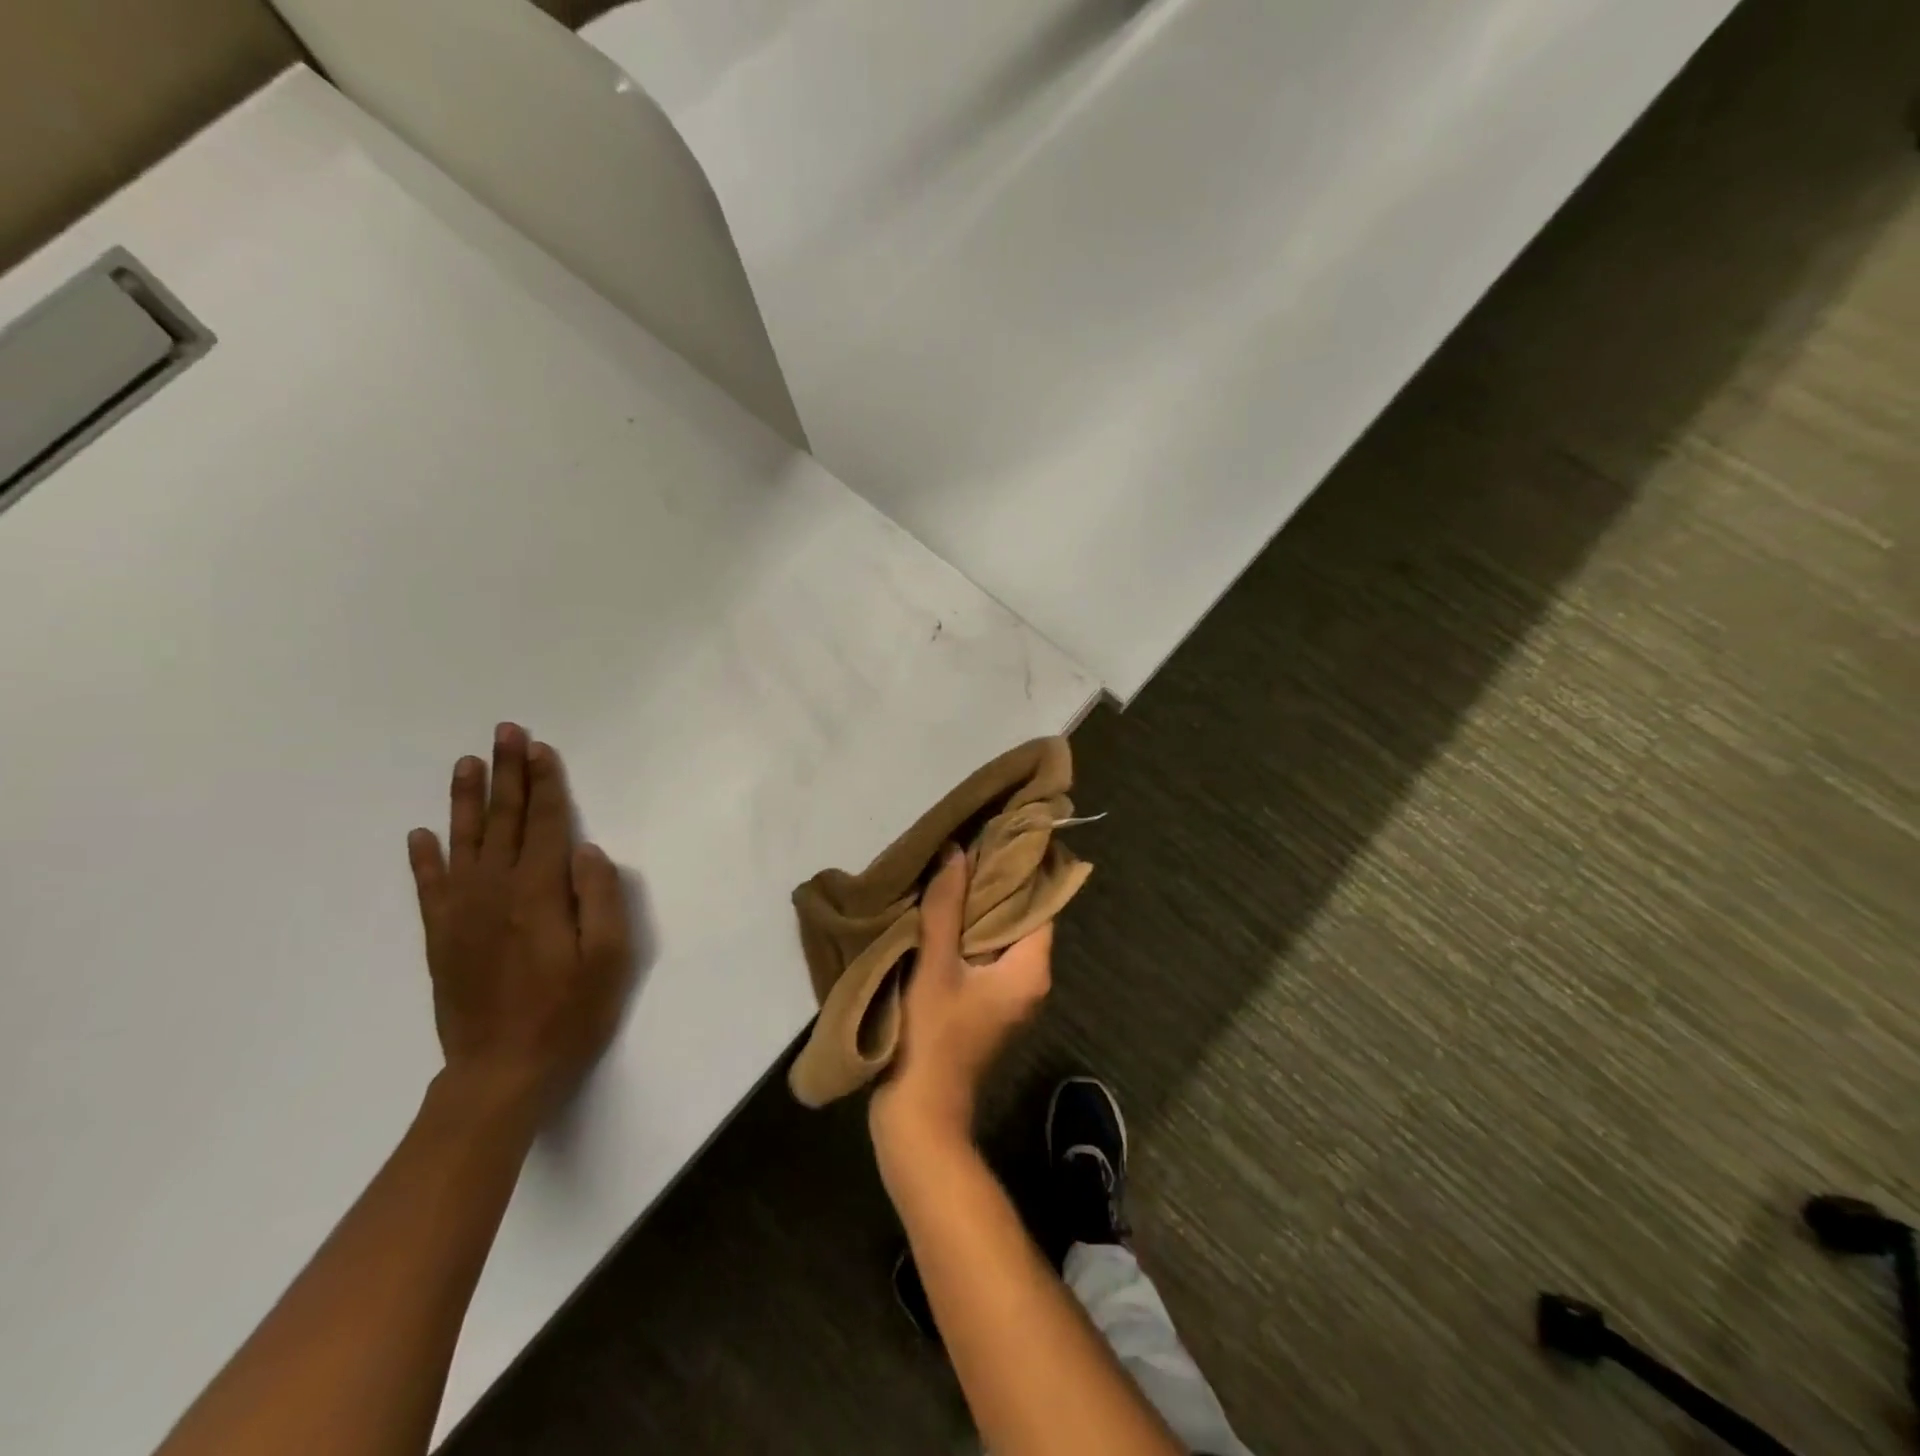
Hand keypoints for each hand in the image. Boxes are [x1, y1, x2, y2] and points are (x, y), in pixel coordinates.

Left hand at [406, 724, 632, 1115]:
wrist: (501, 1074)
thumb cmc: (569, 1015)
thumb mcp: (609, 959)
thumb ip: (600, 898)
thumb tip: (587, 850)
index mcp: (539, 894)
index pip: (544, 824)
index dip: (545, 784)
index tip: (540, 748)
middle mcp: (495, 893)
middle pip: (503, 821)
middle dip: (507, 774)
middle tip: (505, 731)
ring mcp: (461, 914)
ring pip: (463, 843)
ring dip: (466, 801)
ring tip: (466, 763)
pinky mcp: (441, 938)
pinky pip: (430, 887)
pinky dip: (425, 858)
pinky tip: (422, 834)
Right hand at [870, 847, 1052, 1144]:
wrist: (920, 1116)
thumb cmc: (933, 1037)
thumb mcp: (936, 965)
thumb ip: (946, 907)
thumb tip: (958, 852)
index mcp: (1031, 970)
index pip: (1039, 905)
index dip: (1019, 872)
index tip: (997, 837)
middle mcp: (1030, 981)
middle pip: (1020, 919)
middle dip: (994, 886)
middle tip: (967, 848)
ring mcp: (1009, 997)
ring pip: (1000, 938)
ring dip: (977, 910)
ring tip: (951, 872)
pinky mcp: (987, 1007)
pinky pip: (986, 957)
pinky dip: (968, 934)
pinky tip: (941, 914)